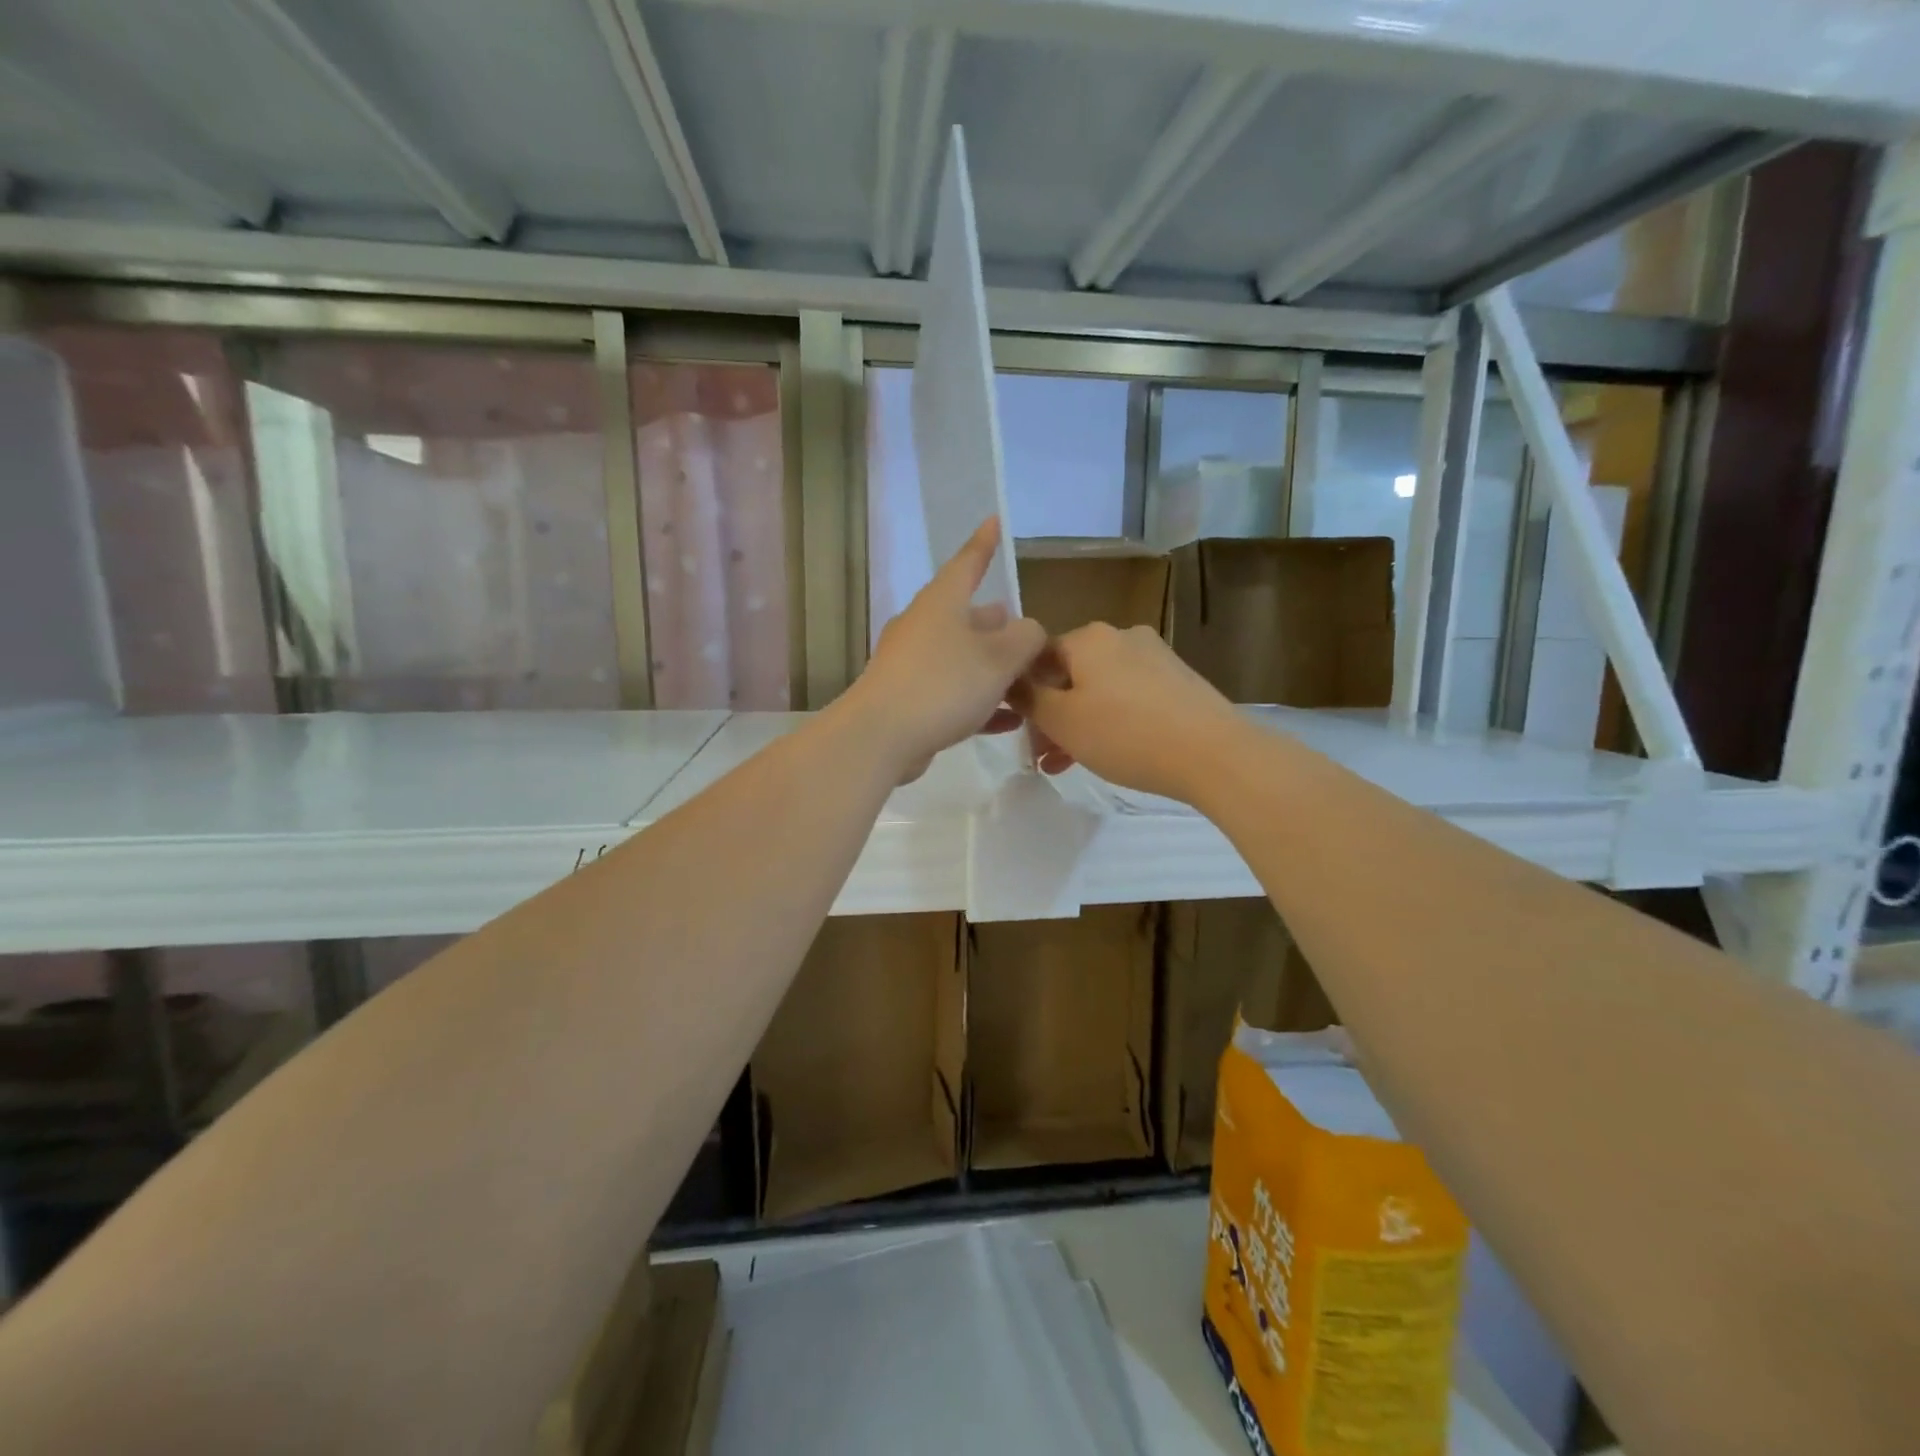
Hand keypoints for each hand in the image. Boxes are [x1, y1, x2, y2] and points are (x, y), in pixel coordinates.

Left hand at [843, 517, 1046, 781]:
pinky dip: (980, 701)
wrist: (880, 736)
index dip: (984, 543)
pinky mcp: (907, 700)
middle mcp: (922, 626)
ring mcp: (910, 664)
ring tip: (1023, 678)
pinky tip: (1008, 721)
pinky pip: (952, 692)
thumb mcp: (1000, 657)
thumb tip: (1029, 631)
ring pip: (960, 657)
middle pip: (964, 616)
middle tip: (1022, 629)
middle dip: (995, 623)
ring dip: (991, 667)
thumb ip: (1026, 638)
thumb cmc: (943, 684)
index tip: (994, 521)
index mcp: (942, 603)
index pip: (967, 563)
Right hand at [1010, 622, 1245, 803]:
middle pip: (1070, 675)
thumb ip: (1029, 699)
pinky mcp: (1178, 681)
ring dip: (1078, 724)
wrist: (1215, 754)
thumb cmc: (1126, 735)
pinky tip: (1109, 753)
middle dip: (1051, 716)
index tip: (1019, 730)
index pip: (1037, 656)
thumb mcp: (1062, 721)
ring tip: (1068, 764)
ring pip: (1099, 690)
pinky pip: (1129, 698)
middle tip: (1042, 755)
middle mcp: (1121, 636)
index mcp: (1089, 637)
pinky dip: (1111, 722)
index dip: (1022, 694)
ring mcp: (1155, 656)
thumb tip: (1010, 680)